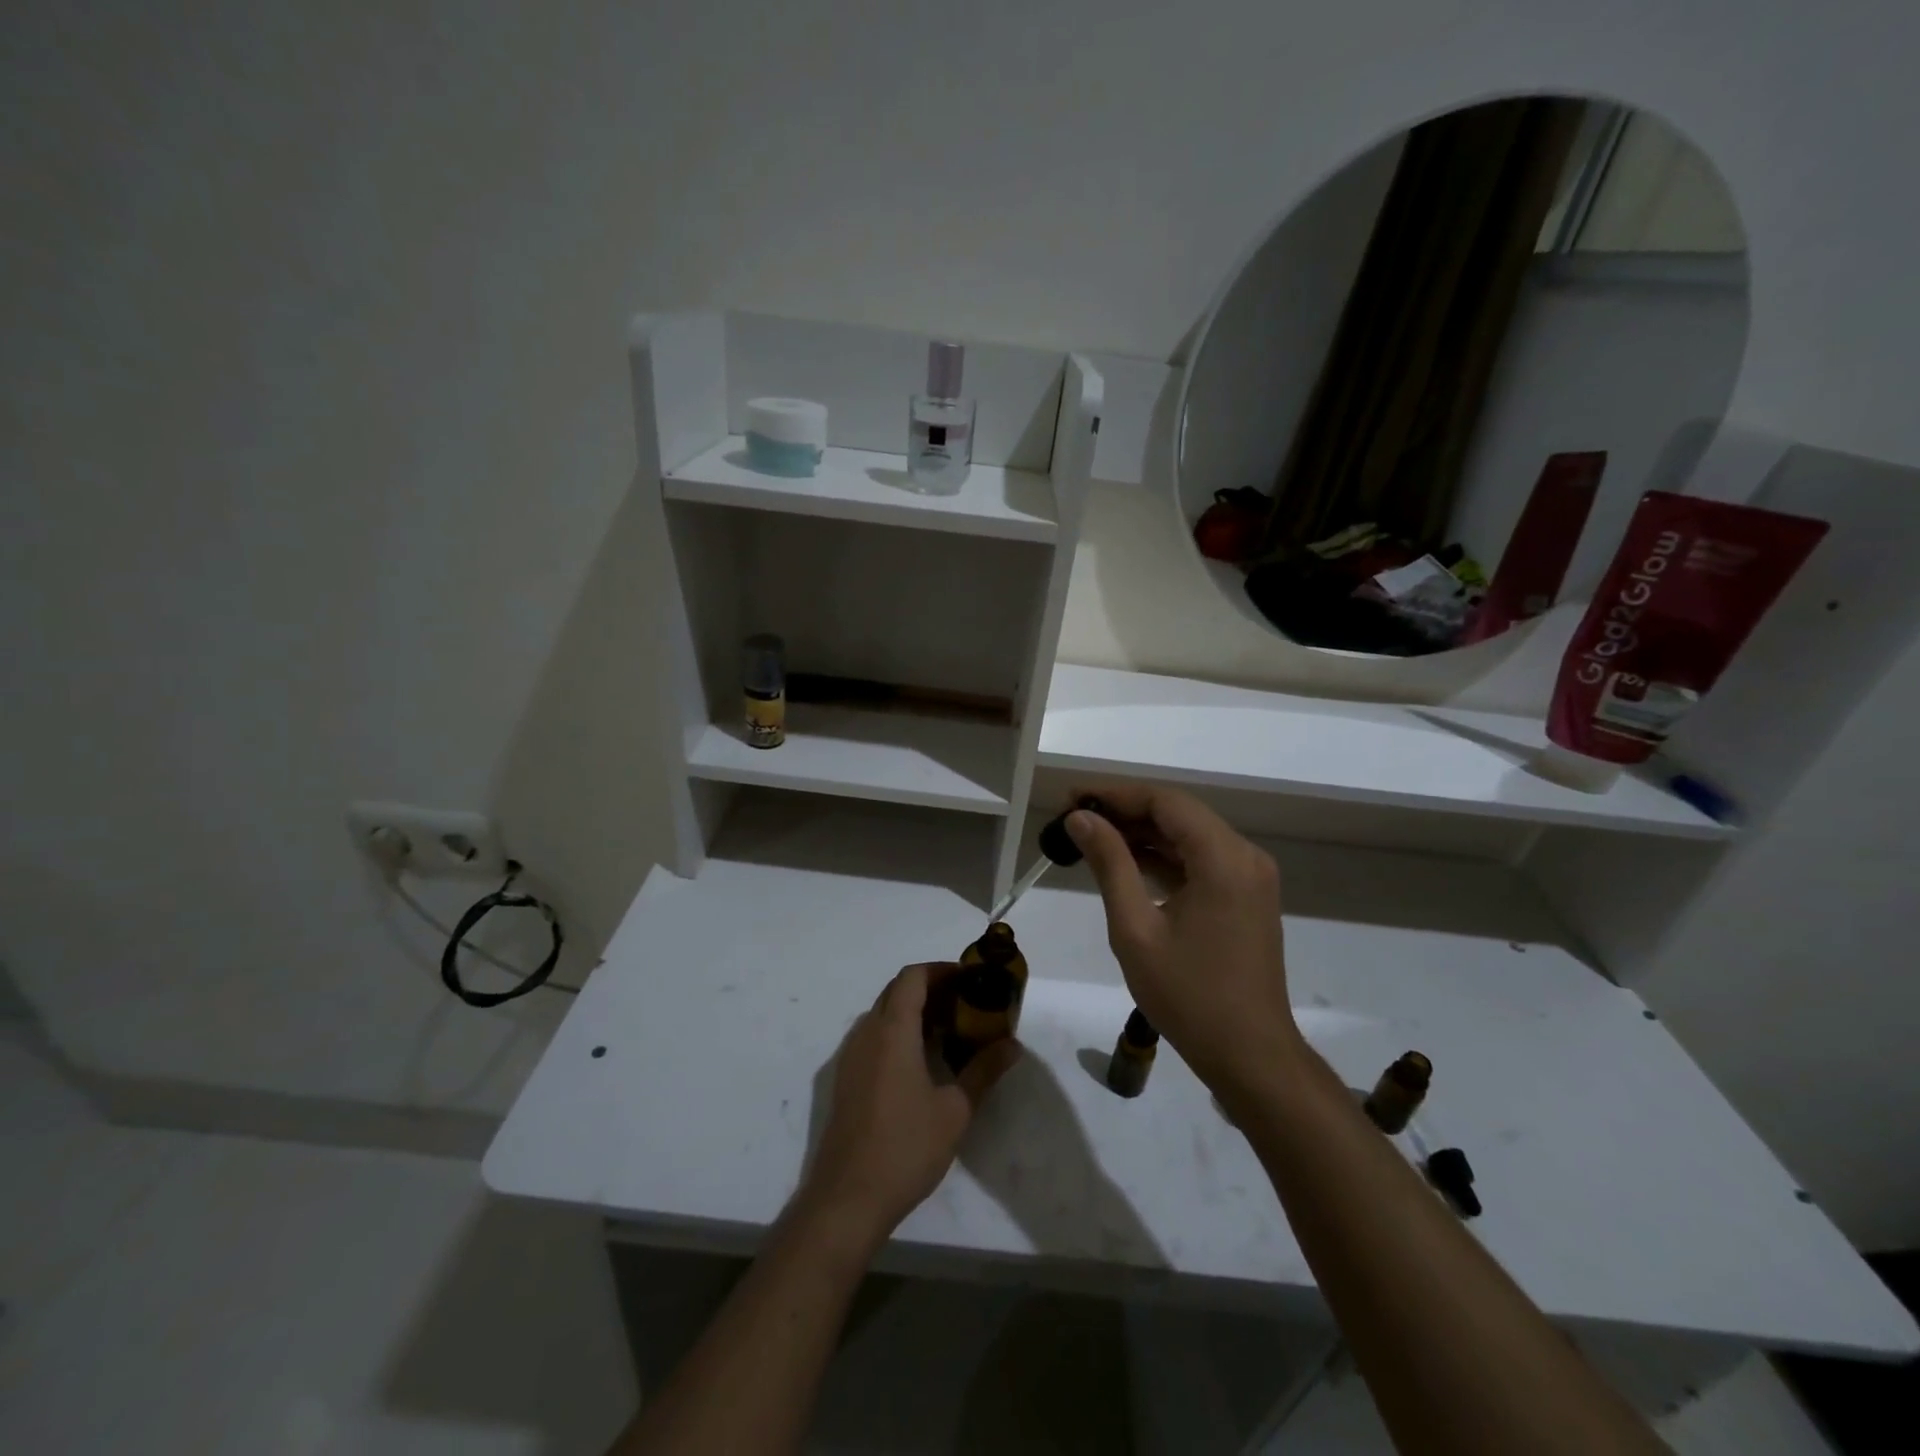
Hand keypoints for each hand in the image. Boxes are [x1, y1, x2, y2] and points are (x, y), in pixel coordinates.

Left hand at [797, 963, 1019, 1247]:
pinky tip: (920, 1062)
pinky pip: (872, 1037)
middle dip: (931, 989)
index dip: (941, 970)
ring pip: (882, 1014)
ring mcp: (850, 1056)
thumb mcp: (955, 1110)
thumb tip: (1013, 1045)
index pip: (913, 977)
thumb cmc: (906, 1147)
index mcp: (892, 1030)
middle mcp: (866, 1032)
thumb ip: (984, 1070)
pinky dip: (897, 1033)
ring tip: (948, 1032)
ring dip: (913, 1011)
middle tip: (966, 1005)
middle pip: (896, 991)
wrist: (847, 1199)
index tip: (970, 980)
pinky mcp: (844, 1078)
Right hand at [1066, 785, 1303, 1099]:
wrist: (1249, 1054)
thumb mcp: (1135, 928)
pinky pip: (1202, 859)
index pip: (1165, 801)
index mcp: (1224, 858)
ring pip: (1190, 834)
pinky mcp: (1247, 895)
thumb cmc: (1188, 994)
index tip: (1072, 798)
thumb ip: (1109, 864)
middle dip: (1126, 810)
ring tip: (1092, 837)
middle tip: (1076, 817)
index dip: (1116, 794)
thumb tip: (1080, 818)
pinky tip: (1127, 862)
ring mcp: (1250, 876)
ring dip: (1144, 832)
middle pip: (1179, 813)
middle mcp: (1245, 855)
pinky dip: (1165, 856)